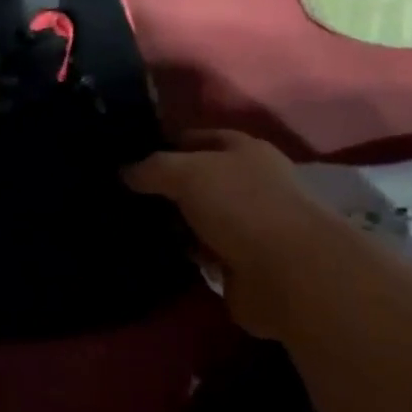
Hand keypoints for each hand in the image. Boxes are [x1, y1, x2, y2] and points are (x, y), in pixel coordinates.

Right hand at [125, 130, 339, 341]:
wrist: (288, 274)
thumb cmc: (241, 206)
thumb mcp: (188, 172)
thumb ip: (153, 168)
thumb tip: (124, 171)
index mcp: (244, 150)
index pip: (198, 138)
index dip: (166, 144)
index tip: (129, 157)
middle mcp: (249, 184)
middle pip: (198, 179)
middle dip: (165, 187)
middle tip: (122, 194)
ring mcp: (248, 225)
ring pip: (199, 217)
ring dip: (173, 223)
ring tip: (130, 225)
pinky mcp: (241, 263)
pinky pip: (202, 252)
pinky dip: (184, 253)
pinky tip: (155, 252)